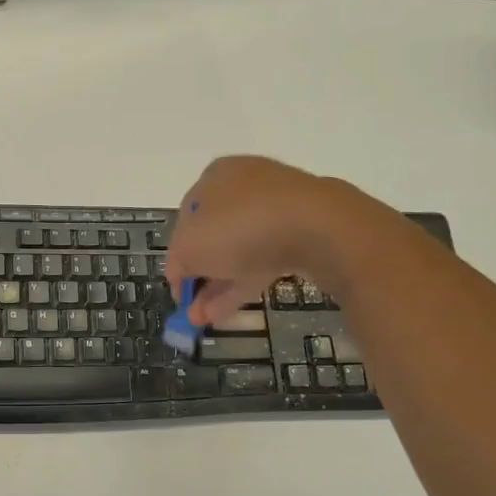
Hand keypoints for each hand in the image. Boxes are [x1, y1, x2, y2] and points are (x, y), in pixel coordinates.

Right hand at [166, 157, 377, 327]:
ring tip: (204, 319)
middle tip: (191, 306)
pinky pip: (265, 258)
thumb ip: (178, 263)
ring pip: (239, 250)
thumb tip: (180, 274)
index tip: (176, 285)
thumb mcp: (189, 249)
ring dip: (218, 285)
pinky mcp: (303, 230)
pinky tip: (227, 311)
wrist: (318, 226)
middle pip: (214, 235)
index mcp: (214, 177)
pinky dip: (243, 283)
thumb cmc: (240, 228)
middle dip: (200, 275)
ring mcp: (278, 207)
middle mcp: (245, 185)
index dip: (177, 253)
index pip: (186, 217)